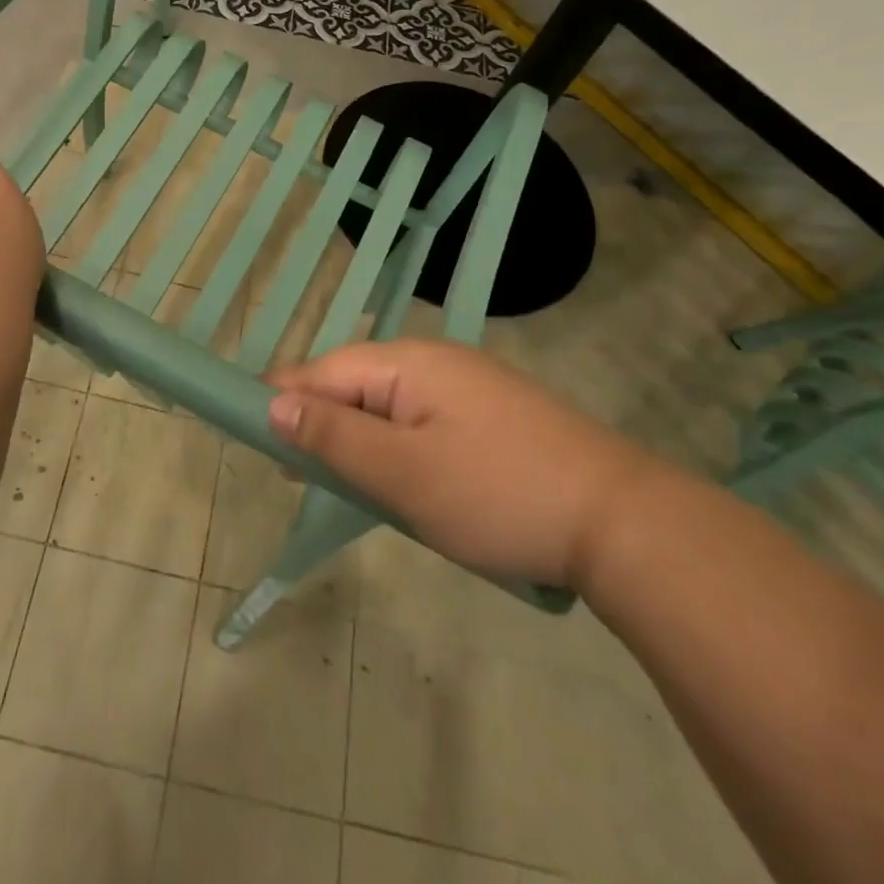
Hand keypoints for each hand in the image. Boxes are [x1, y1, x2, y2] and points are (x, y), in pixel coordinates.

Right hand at [269, 339, 660, 588]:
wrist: (624, 523)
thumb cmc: (498, 495)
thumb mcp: (402, 474)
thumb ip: (332, 438)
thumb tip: (273, 405)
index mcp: (408, 362)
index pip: (322, 371)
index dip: (284, 403)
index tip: (260, 446)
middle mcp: (434, 361)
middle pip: (354, 385)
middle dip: (323, 427)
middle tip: (303, 480)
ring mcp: (469, 387)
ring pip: (388, 407)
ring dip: (362, 443)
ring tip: (351, 489)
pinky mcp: (492, 416)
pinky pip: (423, 423)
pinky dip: (400, 450)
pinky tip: (406, 485)